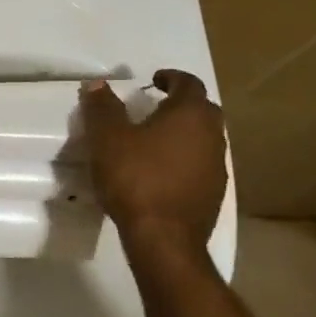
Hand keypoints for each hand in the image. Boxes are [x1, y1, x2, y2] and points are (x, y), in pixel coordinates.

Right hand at [81, 71, 226, 251]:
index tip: (154, 81)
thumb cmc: (136, 179)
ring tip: (154, 141)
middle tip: (154, 108)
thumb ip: (102, 108)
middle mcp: (212, 135)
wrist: (164, 238)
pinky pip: (200, 164)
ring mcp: (218, 166)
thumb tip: (97, 84)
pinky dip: (184, 160)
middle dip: (180, 105)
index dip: (171, 77)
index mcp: (190, 115)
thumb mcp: (108, 139)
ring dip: (183, 134)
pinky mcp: (214, 193)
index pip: (188, 83)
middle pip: (202, 110)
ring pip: (203, 139)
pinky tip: (161, 172)